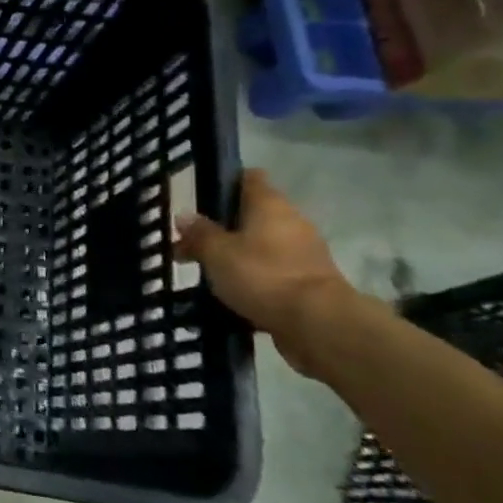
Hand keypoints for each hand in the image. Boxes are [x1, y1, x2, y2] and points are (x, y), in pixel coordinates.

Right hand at [174, 170, 352, 375]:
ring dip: (235, 255)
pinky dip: (251, 279)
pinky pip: (271, 272)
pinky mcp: (307, 282)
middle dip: (221, 227)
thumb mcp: (217, 252)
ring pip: (259, 245)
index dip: (224, 183)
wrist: (318, 324)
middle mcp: (290, 222)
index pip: (247, 178)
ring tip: (204, 272)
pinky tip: (229, 293)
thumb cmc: (262, 275)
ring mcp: (302, 253)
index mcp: (269, 205)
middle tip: (189, 243)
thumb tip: (184, 216)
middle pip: (251, 214)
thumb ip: (199, 233)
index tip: (199, 198)